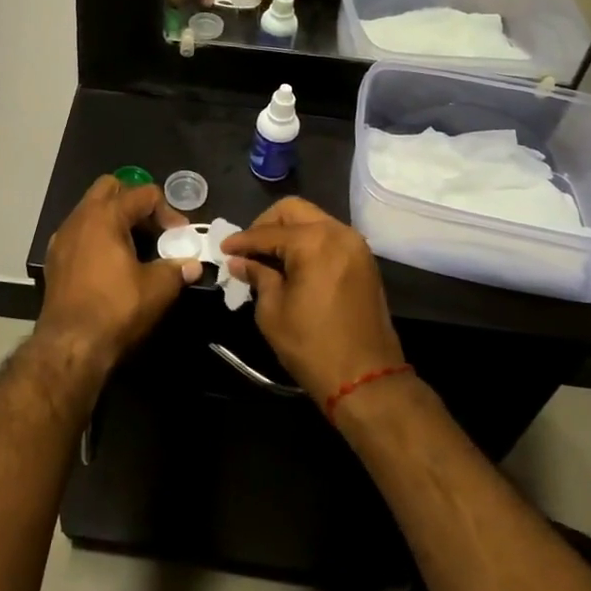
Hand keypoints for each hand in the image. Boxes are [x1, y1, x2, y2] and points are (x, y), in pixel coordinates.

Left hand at [38, 176, 202, 376]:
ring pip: (91, 210)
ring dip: (115, 220)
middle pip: (111, 189)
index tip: (179, 236)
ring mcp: (62, 237)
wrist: (69, 346)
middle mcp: (80, 217)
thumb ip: (177, 269)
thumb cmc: (115, 309)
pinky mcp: (54, 259)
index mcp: (105, 215)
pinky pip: (80, 233)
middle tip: (153, 230)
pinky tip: (110, 265)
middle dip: (135, 203)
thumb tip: (193, 265)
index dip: (168, 211)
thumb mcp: (157, 289)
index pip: (143, 193)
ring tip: (135, 248)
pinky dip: (98, 238)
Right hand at [221, 198, 403, 405]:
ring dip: (289, 231)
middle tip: (249, 248)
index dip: (242, 241)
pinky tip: (293, 264)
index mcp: (312, 241)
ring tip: (268, 256)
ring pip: (314, 220)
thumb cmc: (312, 346)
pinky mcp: (364, 261)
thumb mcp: (273, 311)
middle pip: (293, 211)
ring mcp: (355, 245)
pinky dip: (309, 242)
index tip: (224, 249)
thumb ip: (257, 277)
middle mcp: (337, 232)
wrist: (366, 379)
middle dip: (266, 224)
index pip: (267, 233)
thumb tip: (240, 262)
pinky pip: (330, 237)